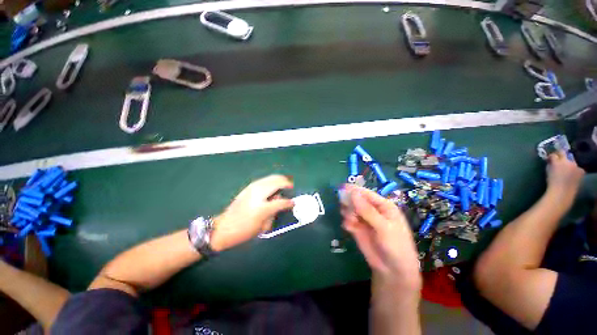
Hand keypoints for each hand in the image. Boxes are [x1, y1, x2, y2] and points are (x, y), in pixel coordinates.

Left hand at [210, 175, 293, 250]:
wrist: (223, 228)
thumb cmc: (244, 231)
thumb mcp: (262, 227)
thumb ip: (274, 213)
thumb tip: (280, 203)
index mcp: (262, 208)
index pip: (281, 202)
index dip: (289, 202)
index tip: (293, 203)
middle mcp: (258, 194)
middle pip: (277, 182)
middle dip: (286, 183)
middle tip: (291, 187)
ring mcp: (253, 188)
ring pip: (271, 178)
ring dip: (279, 179)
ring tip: (284, 184)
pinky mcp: (249, 187)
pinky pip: (264, 179)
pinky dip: (272, 180)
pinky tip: (273, 184)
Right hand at [341, 184, 420, 288]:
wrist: (392, 270)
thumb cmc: (395, 245)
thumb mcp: (383, 227)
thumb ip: (367, 210)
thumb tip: (353, 193)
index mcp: (382, 205)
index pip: (366, 193)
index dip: (354, 190)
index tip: (342, 188)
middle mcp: (372, 209)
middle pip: (355, 199)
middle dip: (349, 203)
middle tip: (347, 210)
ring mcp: (363, 218)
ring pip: (350, 209)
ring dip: (347, 213)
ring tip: (351, 221)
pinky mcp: (357, 227)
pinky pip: (347, 220)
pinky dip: (347, 222)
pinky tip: (350, 228)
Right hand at [546, 151, 584, 204]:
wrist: (562, 193)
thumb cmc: (552, 183)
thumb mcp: (548, 172)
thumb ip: (550, 164)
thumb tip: (551, 161)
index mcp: (557, 162)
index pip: (554, 155)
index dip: (552, 156)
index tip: (550, 158)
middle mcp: (567, 161)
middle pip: (564, 154)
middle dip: (561, 155)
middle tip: (558, 160)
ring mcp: (575, 165)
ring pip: (572, 161)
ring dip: (568, 163)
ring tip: (565, 169)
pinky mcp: (581, 170)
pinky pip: (577, 168)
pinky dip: (574, 169)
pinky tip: (572, 174)